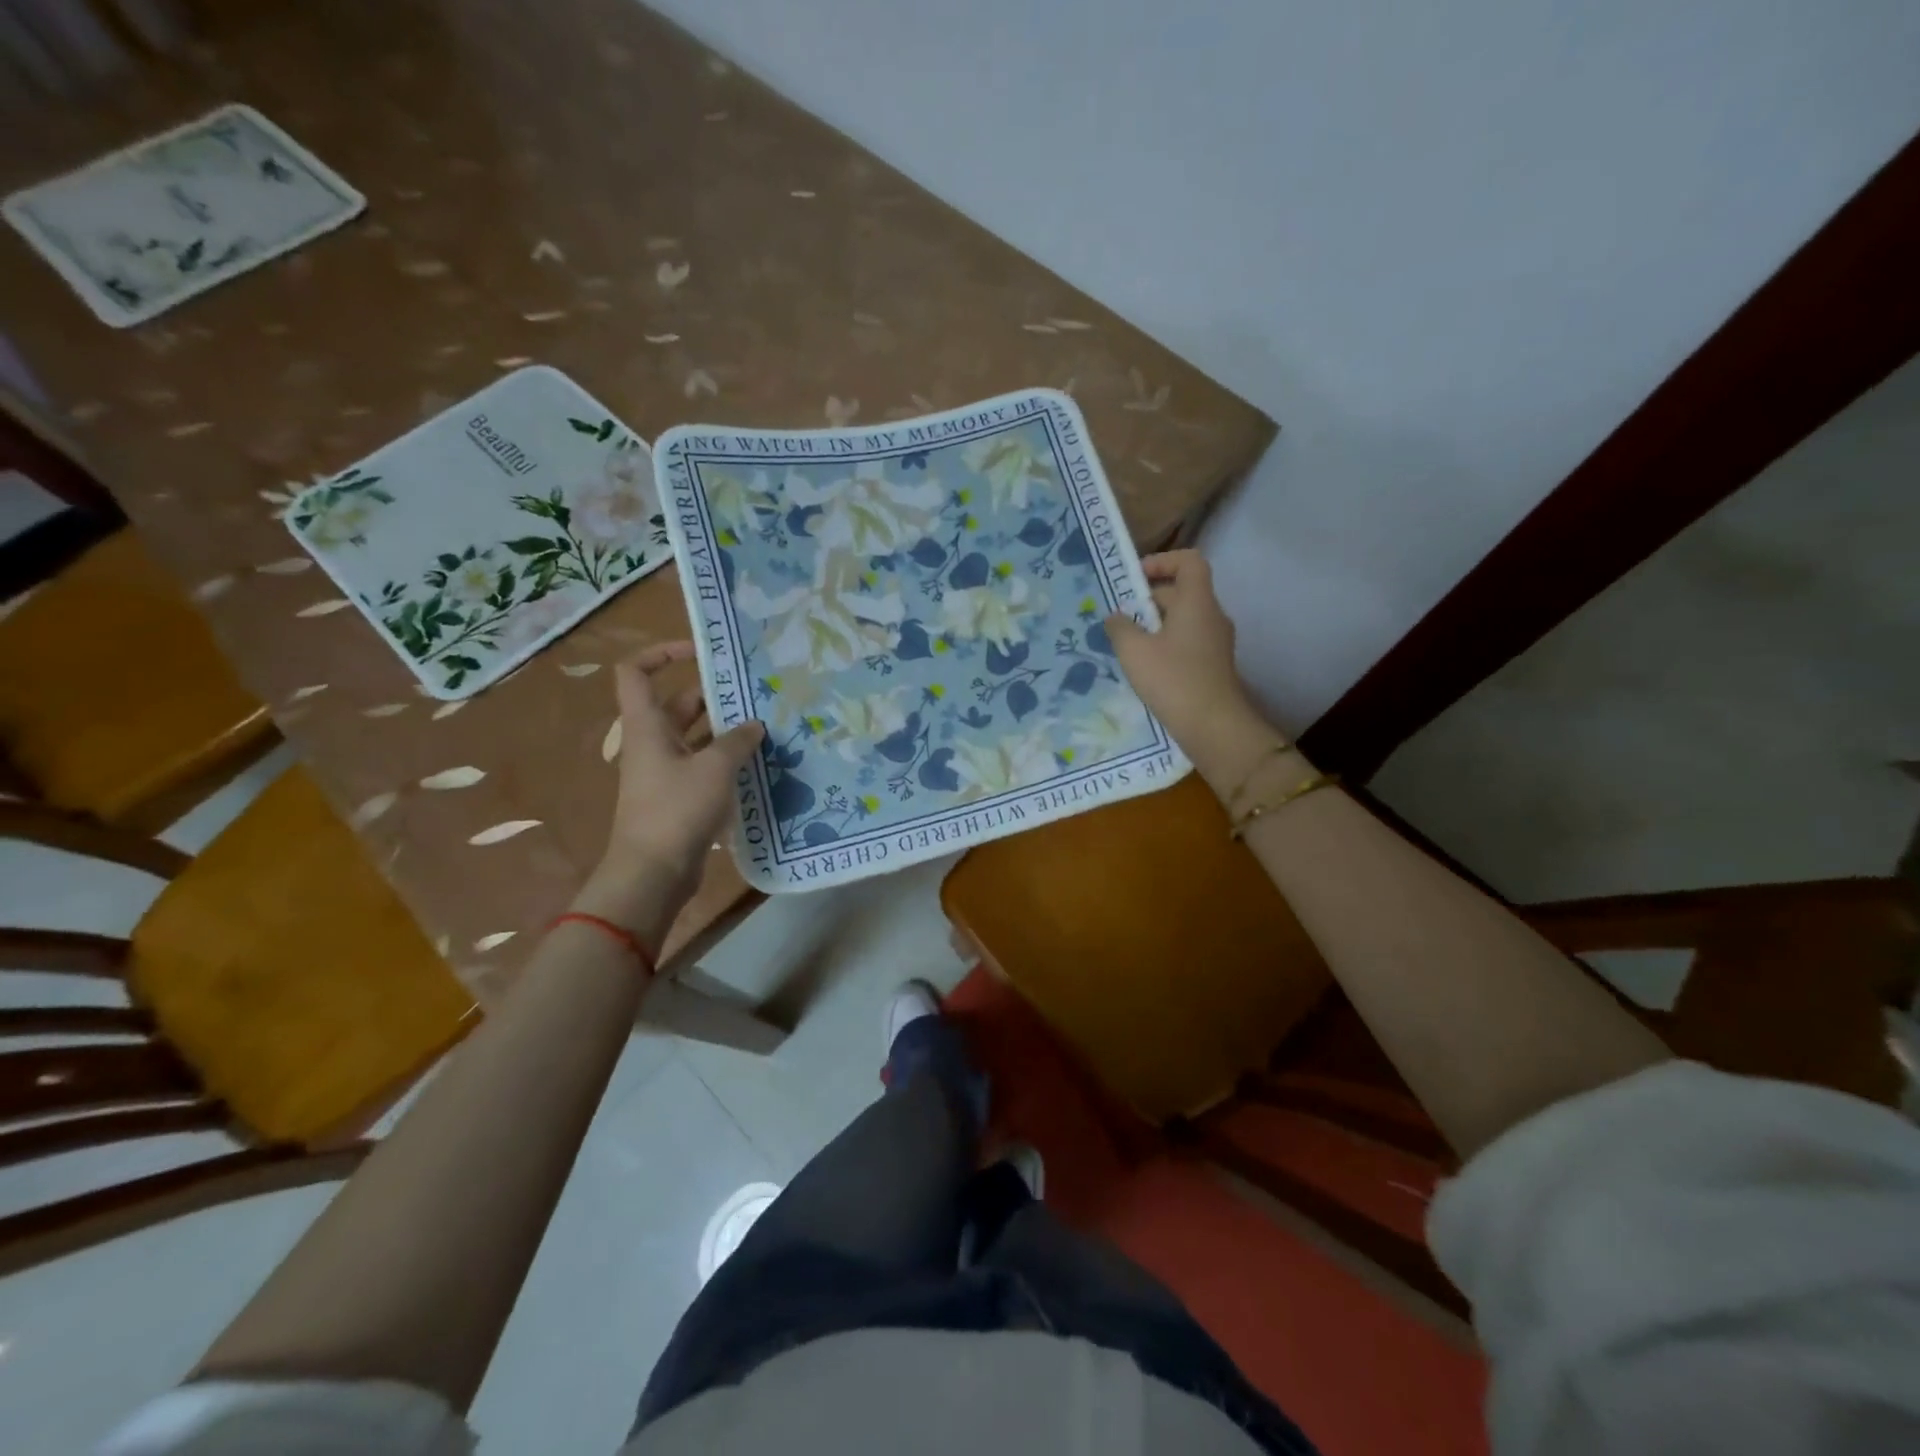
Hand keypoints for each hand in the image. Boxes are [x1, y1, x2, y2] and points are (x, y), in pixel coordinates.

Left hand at [594, 642, 764, 905]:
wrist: (654, 872)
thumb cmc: (676, 809)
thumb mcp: (715, 768)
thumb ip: (738, 741)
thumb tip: (755, 725)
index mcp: (648, 725)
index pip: (636, 672)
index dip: (662, 653)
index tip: (700, 652)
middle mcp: (653, 743)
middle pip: (678, 704)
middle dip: (714, 695)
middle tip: (756, 693)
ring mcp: (665, 772)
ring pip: (696, 737)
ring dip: (726, 731)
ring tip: (767, 726)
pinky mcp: (679, 797)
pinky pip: (704, 766)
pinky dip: (727, 761)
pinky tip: (760, 763)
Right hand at [1104, 551, 1268, 767]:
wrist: (1213, 726)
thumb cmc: (1173, 679)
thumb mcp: (1134, 651)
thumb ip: (1120, 627)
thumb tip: (1116, 616)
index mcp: (1197, 602)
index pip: (1189, 561)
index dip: (1162, 561)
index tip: (1135, 579)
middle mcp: (1211, 616)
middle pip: (1182, 591)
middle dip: (1148, 599)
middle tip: (1119, 617)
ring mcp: (1215, 642)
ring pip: (1182, 619)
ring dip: (1154, 625)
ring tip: (1126, 643)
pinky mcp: (1212, 665)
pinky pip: (1186, 641)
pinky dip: (1164, 644)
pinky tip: (1144, 666)